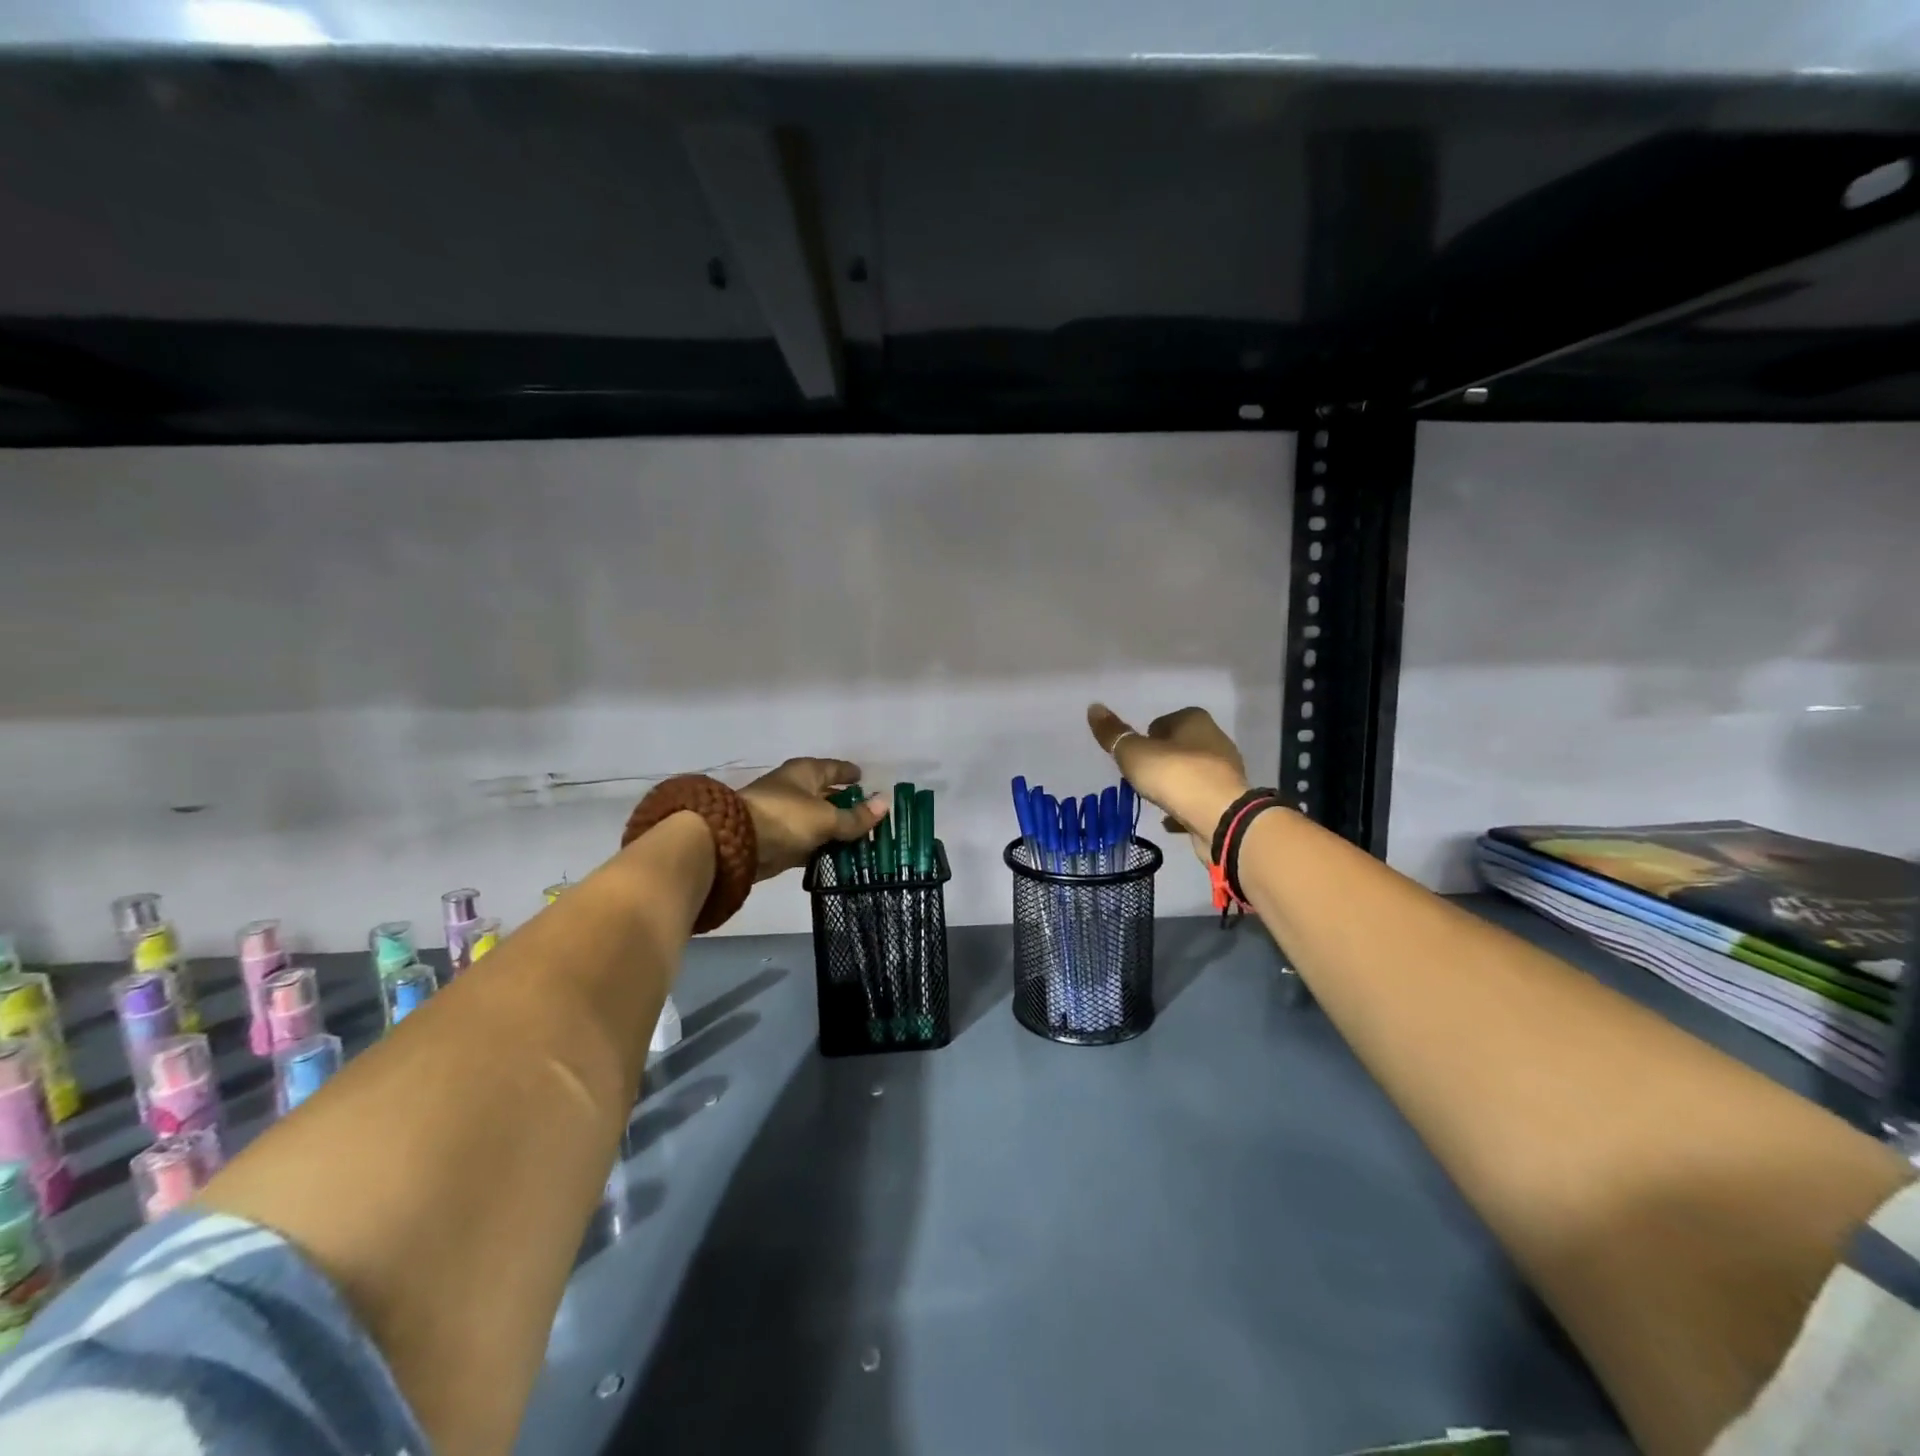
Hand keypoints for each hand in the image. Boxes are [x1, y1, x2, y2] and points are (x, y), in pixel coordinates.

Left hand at [739, 758, 888, 880]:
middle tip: (870, 814)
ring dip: (835, 829)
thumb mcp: (826, 818)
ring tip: (862, 838)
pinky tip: (841, 855)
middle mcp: (794, 790)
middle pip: (826, 795)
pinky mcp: (779, 841)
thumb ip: (855, 817)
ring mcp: (785, 816)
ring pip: (818, 821)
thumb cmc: (785, 818)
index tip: (865, 778)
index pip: (833, 768)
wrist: (736, 844)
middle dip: (845, 804)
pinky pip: (808, 842)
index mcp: (805, 773)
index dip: (849, 773)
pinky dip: (822, 847)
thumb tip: (885, 803)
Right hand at [1087, 704, 1249, 863]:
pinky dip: (1186, 806)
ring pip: (1191, 773)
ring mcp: (1225, 771)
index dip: (1145, 739)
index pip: (1162, 722)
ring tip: (1156, 798)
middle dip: (1161, 761)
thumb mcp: (1134, 753)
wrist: (1220, 818)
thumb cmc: (1175, 775)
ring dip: (1175, 784)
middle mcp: (1215, 739)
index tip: (1135, 757)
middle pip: (1178, 747)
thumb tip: (1094, 707)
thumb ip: (1113, 734)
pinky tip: (1172, 820)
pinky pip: (1199, 798)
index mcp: (1195, 720)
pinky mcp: (1229, 799)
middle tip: (1143, 778)